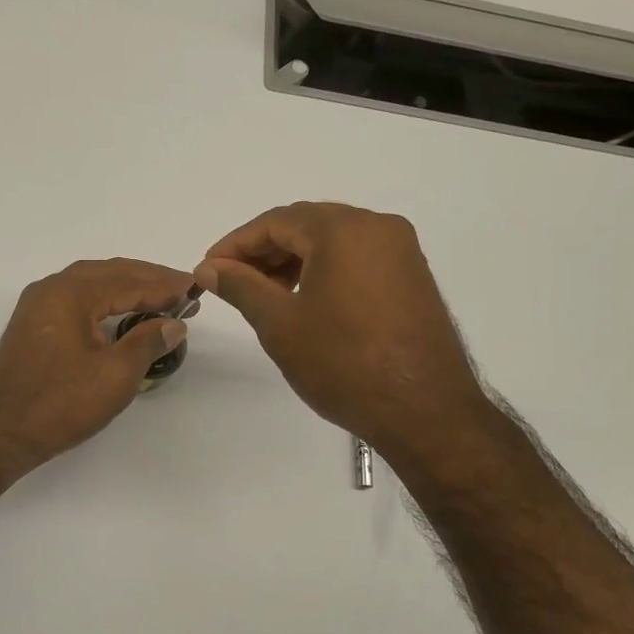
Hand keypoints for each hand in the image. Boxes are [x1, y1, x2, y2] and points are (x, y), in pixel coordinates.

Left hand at [0, 258, 193, 471]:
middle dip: (146, 279)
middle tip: (180, 288)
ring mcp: (36, 307)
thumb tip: (174, 323)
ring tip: (157, 297)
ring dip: (124, 287)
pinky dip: (103, 301)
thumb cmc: (60, 404)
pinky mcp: (31, 327)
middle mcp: (50, 290)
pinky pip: (74, 300)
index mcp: (70, 293)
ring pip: (89, 284)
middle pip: (107, 273)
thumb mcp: (115, 375)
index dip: (163, 286)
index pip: (127, 281)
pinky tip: (118, 313)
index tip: (193, 289)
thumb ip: (148, 342)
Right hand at [196, 202, 489, 452]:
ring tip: (264, 294)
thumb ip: (241, 287)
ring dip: (293, 260)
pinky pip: (357, 258)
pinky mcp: (412, 276)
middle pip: (306, 225)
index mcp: (344, 229)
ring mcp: (401, 251)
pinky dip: (324, 270)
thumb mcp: (280, 324)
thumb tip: (209, 268)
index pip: (276, 221)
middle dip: (264, 251)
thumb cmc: (343, 364)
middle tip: (230, 281)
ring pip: (333, 241)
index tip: (208, 269)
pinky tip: (304, 300)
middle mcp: (378, 227)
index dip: (236, 244)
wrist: (424, 411)